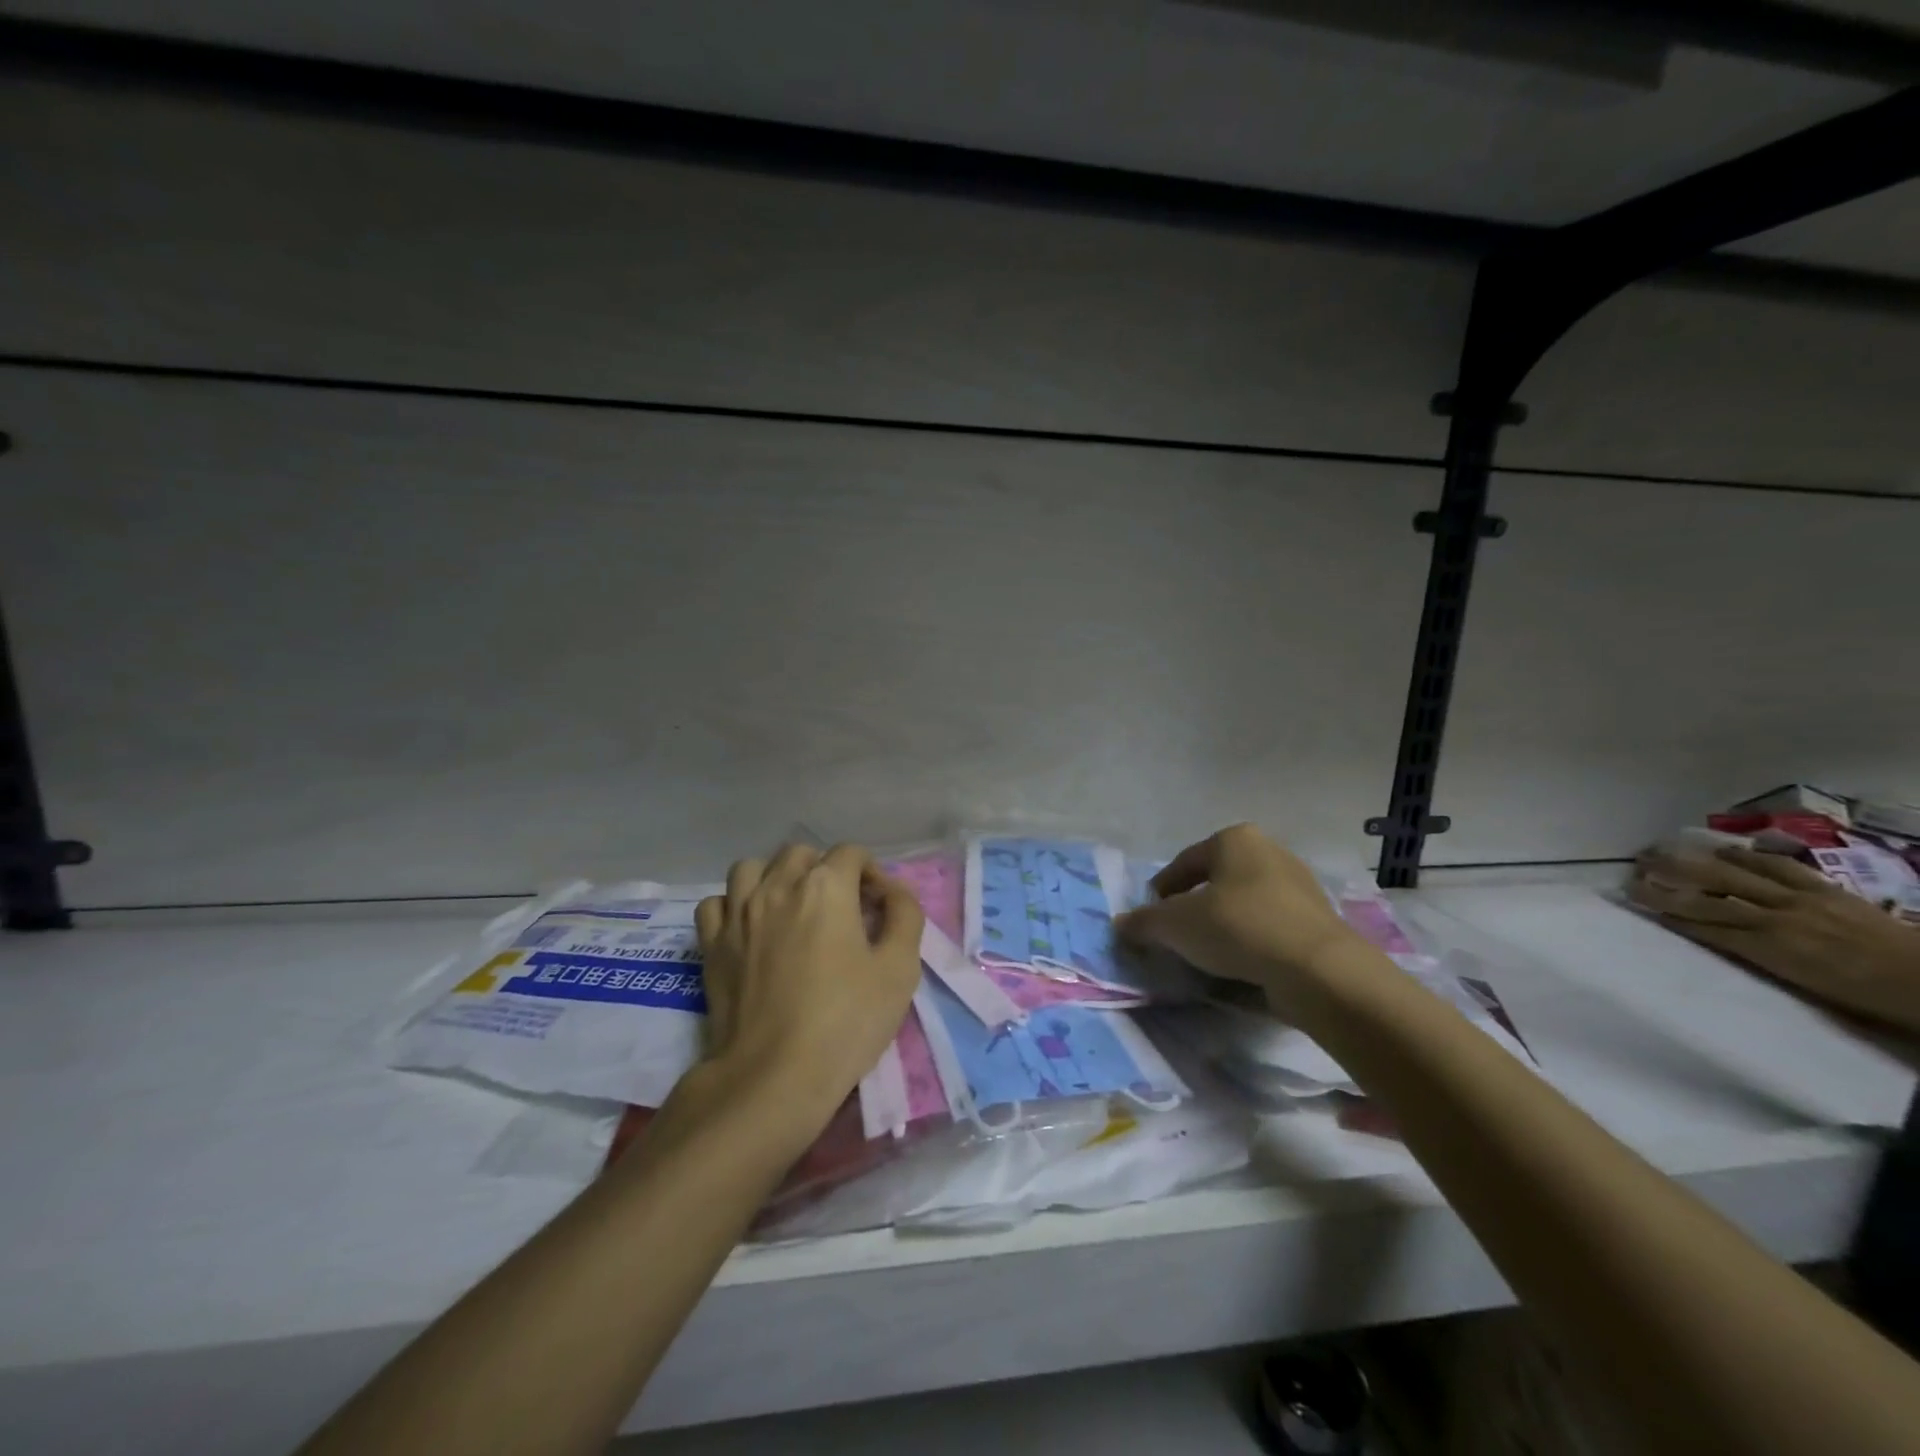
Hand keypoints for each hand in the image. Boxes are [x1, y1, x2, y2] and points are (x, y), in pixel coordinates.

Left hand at [694, 844, 924, 1125]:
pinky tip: (750, 928)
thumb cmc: (846, 1021)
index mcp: (826, 887)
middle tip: (840, 907)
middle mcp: (778, 886)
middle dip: (825, 869)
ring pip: (752, 868)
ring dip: (775, 877)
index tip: (879, 905)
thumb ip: (905, 915)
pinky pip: (716, 903)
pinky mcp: (711, 944)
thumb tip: (894, 891)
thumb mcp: (900, 969)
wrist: (774, 1076)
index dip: (871, 872)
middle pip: (801, 853)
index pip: (851, 853)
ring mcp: (737, 913)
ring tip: (790, 907)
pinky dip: (733, 905)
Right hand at [1117, 824, 1360, 1001]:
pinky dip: (1250, 942)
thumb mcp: (1175, 925)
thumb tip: (1121, 923)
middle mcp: (1269, 852)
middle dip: (1193, 907)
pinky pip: (1269, 927)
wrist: (1318, 970)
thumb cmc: (1238, 927)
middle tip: (1176, 936)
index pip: (1184, 863)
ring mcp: (1299, 886)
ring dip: (1222, 926)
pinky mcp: (1317, 921)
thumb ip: (1144, 922)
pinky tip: (1239, 966)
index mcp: (1234, 839)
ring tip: (1205, 955)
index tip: (1149, 918)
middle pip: (1216, 881)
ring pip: (1244, 904)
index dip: (1160, 891)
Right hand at [1630, 845, 1919, 1034]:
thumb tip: (1714, 938)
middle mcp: (1779, 918)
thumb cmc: (1867, 998)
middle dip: (1668, 880)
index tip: (1633, 898)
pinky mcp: (1827, 890)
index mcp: (1772, 949)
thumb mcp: (1806, 988)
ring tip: (1665, 849)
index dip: (1666, 910)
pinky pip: (1781, 867)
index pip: (1704, 925)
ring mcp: (1803, 899)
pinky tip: (1728, 850)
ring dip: (1696, 861)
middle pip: (1711, 895)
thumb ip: (1759, 959)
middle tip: (1635, 866)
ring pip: (1737, 875)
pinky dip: (1750, 857)